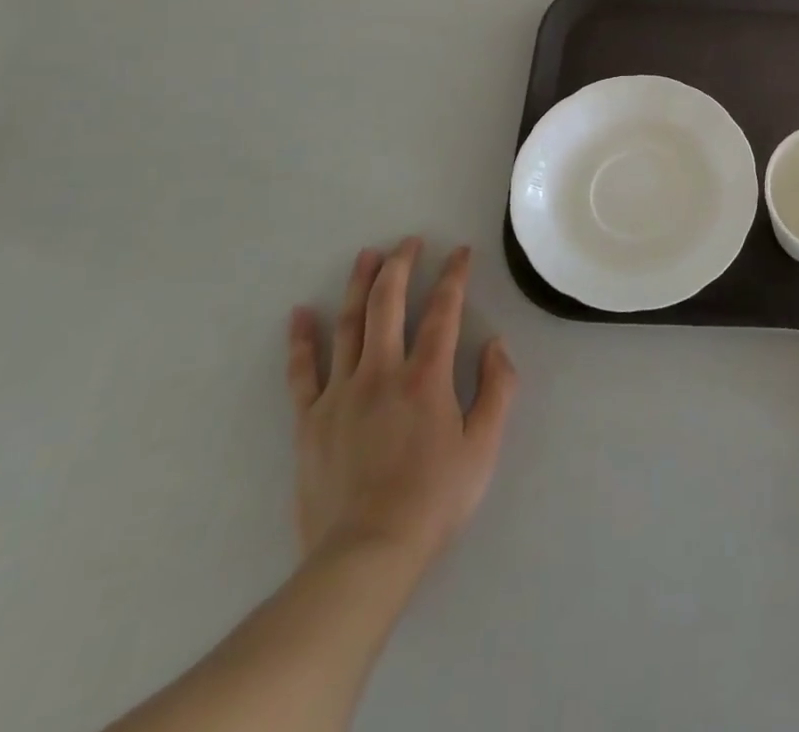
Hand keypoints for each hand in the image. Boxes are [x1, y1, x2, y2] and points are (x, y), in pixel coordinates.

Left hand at [286, 239, 516, 585]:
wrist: (364, 557)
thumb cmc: (433, 500)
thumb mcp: (484, 447)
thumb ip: (497, 389)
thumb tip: (495, 344)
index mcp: (426, 377)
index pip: (444, 310)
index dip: (454, 276)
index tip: (460, 252)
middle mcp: (381, 372)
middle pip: (388, 304)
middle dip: (401, 265)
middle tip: (409, 241)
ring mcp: (340, 394)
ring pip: (349, 325)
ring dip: (359, 285)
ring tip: (366, 255)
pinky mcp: (310, 420)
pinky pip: (302, 372)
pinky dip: (301, 340)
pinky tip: (300, 313)